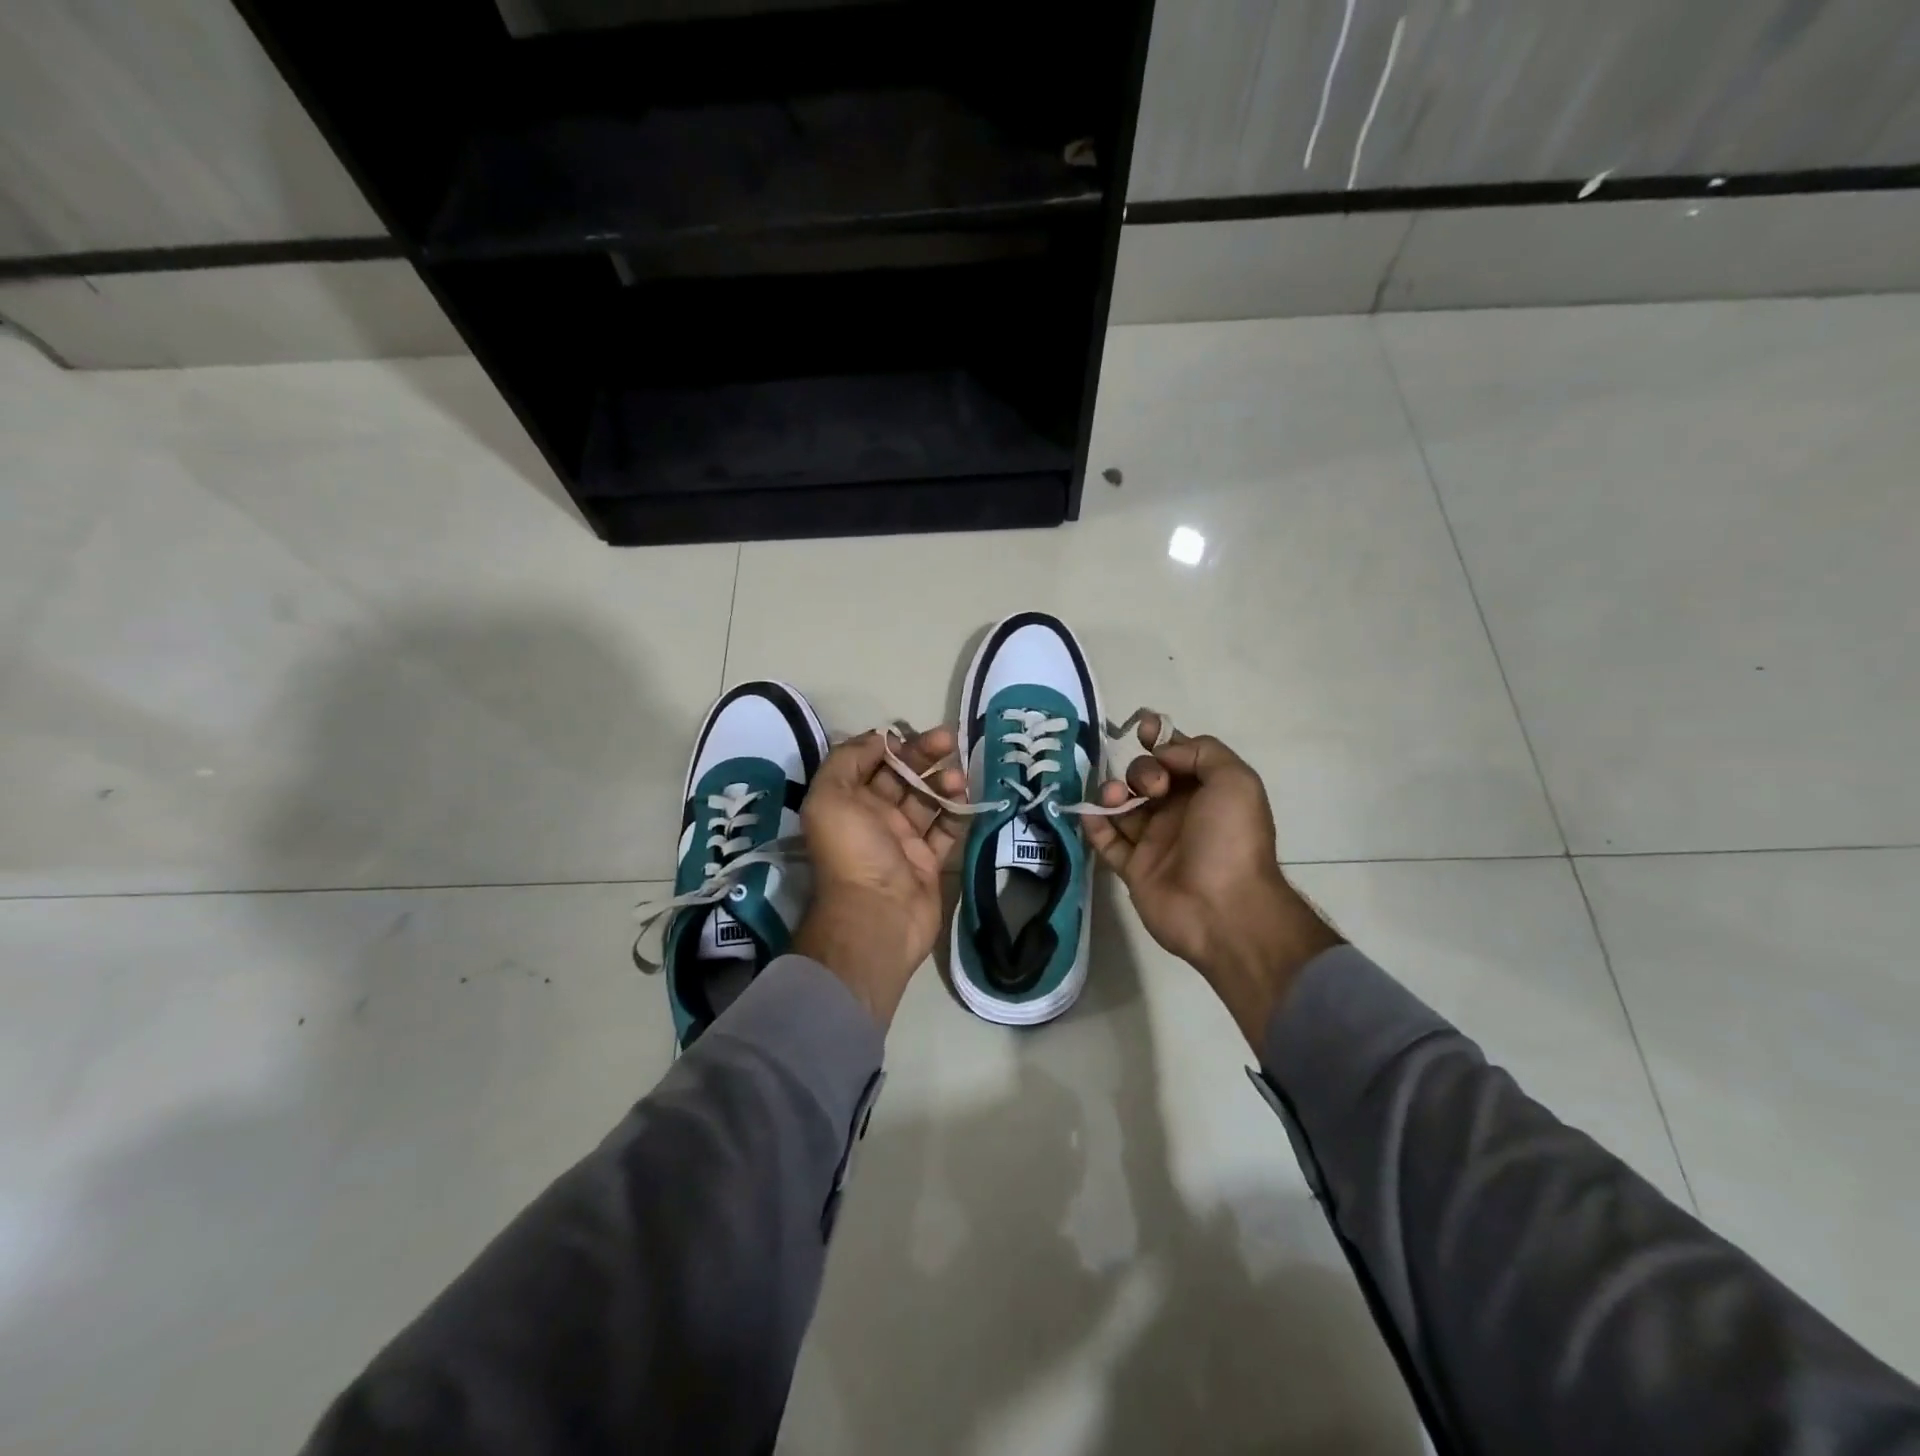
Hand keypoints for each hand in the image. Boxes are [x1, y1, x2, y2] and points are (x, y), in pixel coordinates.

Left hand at [794, 726, 964, 1028]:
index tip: (913, 733)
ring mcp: (903, 840)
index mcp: (848, 801)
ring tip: (958, 777)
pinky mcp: (929, 861)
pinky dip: (957, 811)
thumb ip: (847, 759)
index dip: (891, 744)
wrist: (879, 914)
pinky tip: (966, 797)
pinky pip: (946, 829)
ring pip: (926, 800)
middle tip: (949, 740)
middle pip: (902, 776)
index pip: (871, 761)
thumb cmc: (853, 850)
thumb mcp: (830, 795)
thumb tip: (880, 739)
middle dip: (924, 755)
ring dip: (943, 782)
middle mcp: (874, 817)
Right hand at [1082, 716, 1342, 1045]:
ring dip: (1112, 792)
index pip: (1177, 756)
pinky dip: (1094, 823)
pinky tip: (1091, 814)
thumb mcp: (1235, 780)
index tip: (1142, 730)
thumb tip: (1163, 753)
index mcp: (1206, 791)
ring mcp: (1154, 841)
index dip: (1158, 739)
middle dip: (1140, 771)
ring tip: (1115, 800)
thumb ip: (1201, 752)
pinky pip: (1106, 840)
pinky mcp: (1133, 868)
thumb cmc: (1231, 839)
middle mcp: (1179, 812)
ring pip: (1123, 805)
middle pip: (1145, 776)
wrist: (1223, 908)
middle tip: (1153, 789)